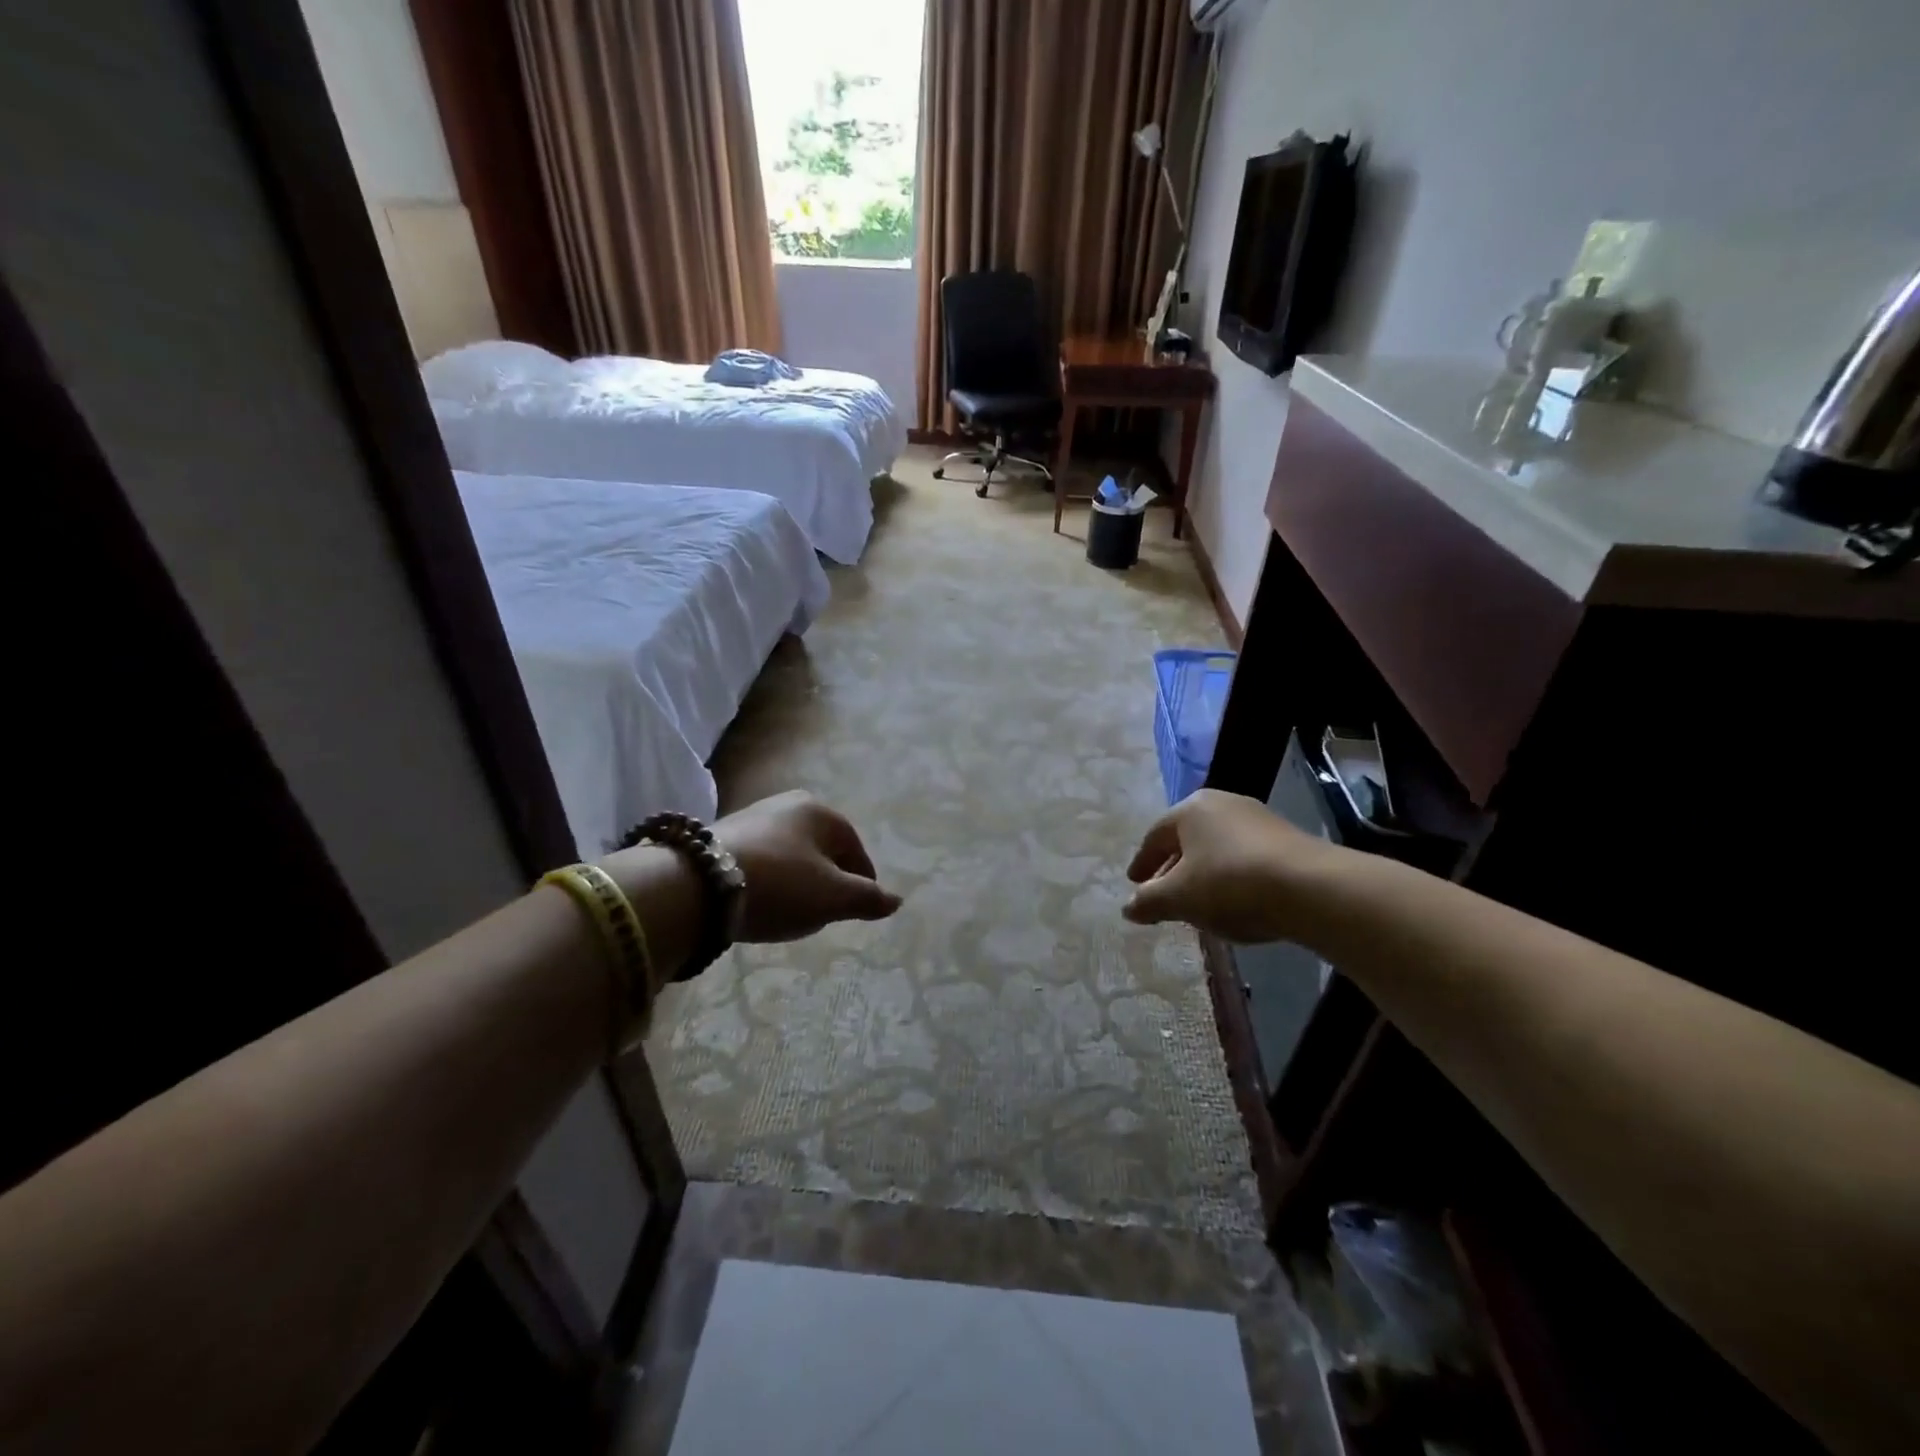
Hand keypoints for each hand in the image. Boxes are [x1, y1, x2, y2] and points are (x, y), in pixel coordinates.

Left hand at [715, 790, 901, 941]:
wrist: (698, 884)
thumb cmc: (780, 885)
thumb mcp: (832, 897)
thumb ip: (867, 899)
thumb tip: (896, 900)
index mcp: (823, 812)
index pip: (856, 851)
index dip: (861, 884)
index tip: (853, 913)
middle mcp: (790, 804)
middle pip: (823, 850)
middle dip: (827, 881)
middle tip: (821, 914)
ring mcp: (755, 815)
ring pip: (791, 854)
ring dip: (796, 881)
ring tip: (788, 911)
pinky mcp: (724, 833)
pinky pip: (762, 859)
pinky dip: (768, 879)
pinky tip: (758, 901)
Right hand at [1124, 788, 1343, 942]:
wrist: (1311, 888)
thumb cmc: (1229, 884)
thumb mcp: (1179, 898)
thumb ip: (1149, 901)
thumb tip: (1128, 907)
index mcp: (1190, 809)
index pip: (1155, 836)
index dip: (1142, 862)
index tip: (1134, 882)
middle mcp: (1223, 803)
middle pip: (1187, 839)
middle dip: (1172, 868)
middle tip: (1162, 893)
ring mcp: (1258, 818)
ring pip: (1217, 847)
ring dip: (1203, 873)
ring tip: (1198, 901)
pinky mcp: (1286, 838)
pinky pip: (1245, 856)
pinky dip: (1231, 876)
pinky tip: (1234, 901)